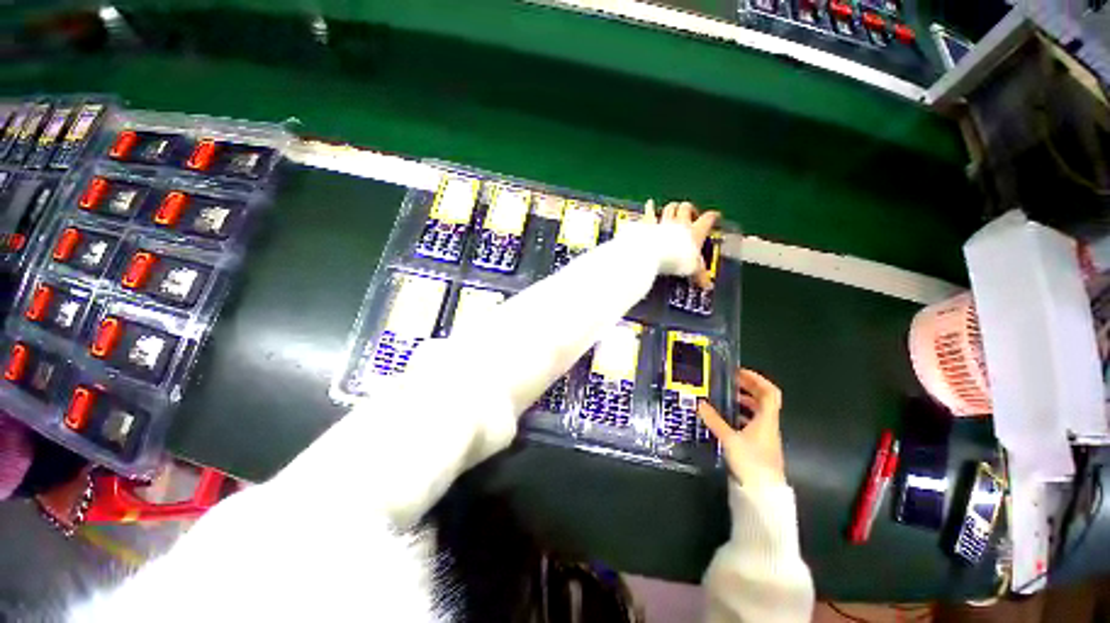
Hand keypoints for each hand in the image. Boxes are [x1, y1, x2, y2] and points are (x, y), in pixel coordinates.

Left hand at [643, 200, 719, 289]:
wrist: (654, 253)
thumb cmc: (677, 260)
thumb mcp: (691, 269)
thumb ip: (699, 275)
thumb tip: (708, 286)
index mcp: (695, 231)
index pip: (708, 219)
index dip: (712, 216)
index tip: (715, 216)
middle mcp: (680, 223)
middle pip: (686, 207)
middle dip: (689, 209)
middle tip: (690, 215)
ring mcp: (663, 221)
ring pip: (670, 207)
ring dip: (672, 207)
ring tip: (672, 210)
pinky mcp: (648, 223)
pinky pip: (649, 213)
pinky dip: (650, 208)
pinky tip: (649, 203)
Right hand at [697, 368, 786, 486]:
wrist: (763, 493)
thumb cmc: (751, 462)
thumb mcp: (729, 440)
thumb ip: (714, 421)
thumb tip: (699, 403)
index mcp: (766, 420)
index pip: (770, 393)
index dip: (757, 379)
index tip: (739, 373)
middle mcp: (768, 425)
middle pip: (764, 400)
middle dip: (748, 387)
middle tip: (730, 381)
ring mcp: (764, 436)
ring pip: (758, 412)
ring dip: (744, 401)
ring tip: (726, 398)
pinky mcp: (758, 446)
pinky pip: (751, 423)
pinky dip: (740, 415)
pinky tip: (726, 419)